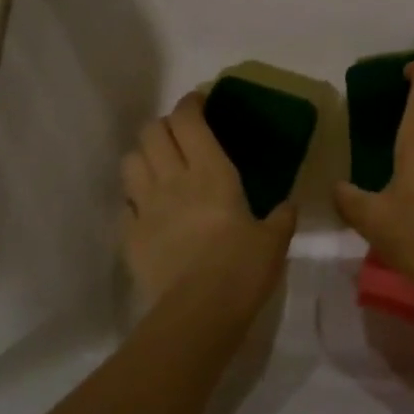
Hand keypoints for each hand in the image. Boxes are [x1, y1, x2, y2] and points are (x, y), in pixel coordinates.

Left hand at [121, 92, 294, 316]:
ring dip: (143, 156)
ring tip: (158, 166)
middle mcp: (173, 179)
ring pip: (130, 161)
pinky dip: (133, 199)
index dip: (190, 104)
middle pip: (151, 132)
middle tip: (180, 134)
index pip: (189, 120)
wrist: (198, 313)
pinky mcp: (129, 236)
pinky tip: (148, 210)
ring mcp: (146, 207)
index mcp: (211, 172)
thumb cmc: (242, 268)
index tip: (199, 101)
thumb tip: (288, 206)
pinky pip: (124, 205)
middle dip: (164, 125)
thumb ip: (281, 217)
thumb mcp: (274, 240)